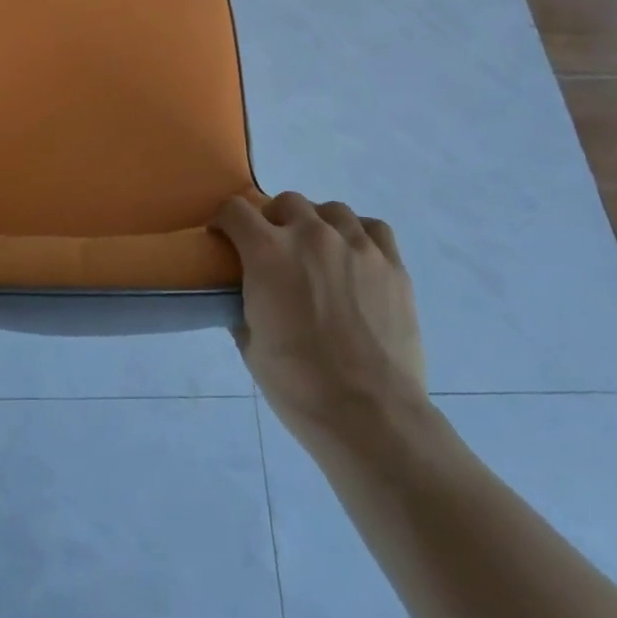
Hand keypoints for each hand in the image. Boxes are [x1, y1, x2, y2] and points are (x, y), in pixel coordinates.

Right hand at [211, 193, 426, 441]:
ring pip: (331, 210)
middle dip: (273, 220)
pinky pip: (373, 228)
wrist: (371, 416)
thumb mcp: (250, 344)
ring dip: (316, 224)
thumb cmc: (298, 385)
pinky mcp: (392, 264)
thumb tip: (246, 293)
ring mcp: (356, 246)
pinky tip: (355, 256)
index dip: (224, 220)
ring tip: (318, 253)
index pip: (235, 210)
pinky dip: (358, 234)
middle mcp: (311, 235)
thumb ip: (243, 304)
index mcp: (267, 252)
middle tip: (274, 251)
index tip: (225, 238)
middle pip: (286, 202)